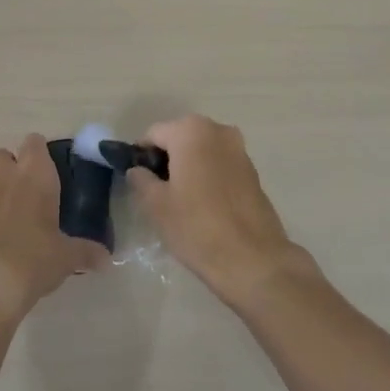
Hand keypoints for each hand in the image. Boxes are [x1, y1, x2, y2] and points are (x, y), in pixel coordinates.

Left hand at [0, 134, 105, 322]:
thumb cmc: (34, 257)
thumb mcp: (66, 257)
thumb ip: (86, 252)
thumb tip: (106, 259)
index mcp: (34, 174)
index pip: (34, 142)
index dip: (41, 153)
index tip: (51, 171)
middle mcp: (4, 177)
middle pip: (4, 155)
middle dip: (13, 168)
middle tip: (31, 193)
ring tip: (13, 218)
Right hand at [127, 115, 311, 308]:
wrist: (253, 260)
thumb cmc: (197, 227)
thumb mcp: (156, 204)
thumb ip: (141, 179)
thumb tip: (138, 170)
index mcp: (191, 131)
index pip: (153, 134)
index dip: (140, 156)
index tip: (136, 180)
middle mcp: (218, 130)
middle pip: (180, 139)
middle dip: (166, 160)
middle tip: (156, 192)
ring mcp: (239, 149)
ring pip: (201, 151)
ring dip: (188, 167)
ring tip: (180, 200)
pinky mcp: (253, 171)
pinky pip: (220, 164)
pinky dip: (207, 176)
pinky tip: (203, 205)